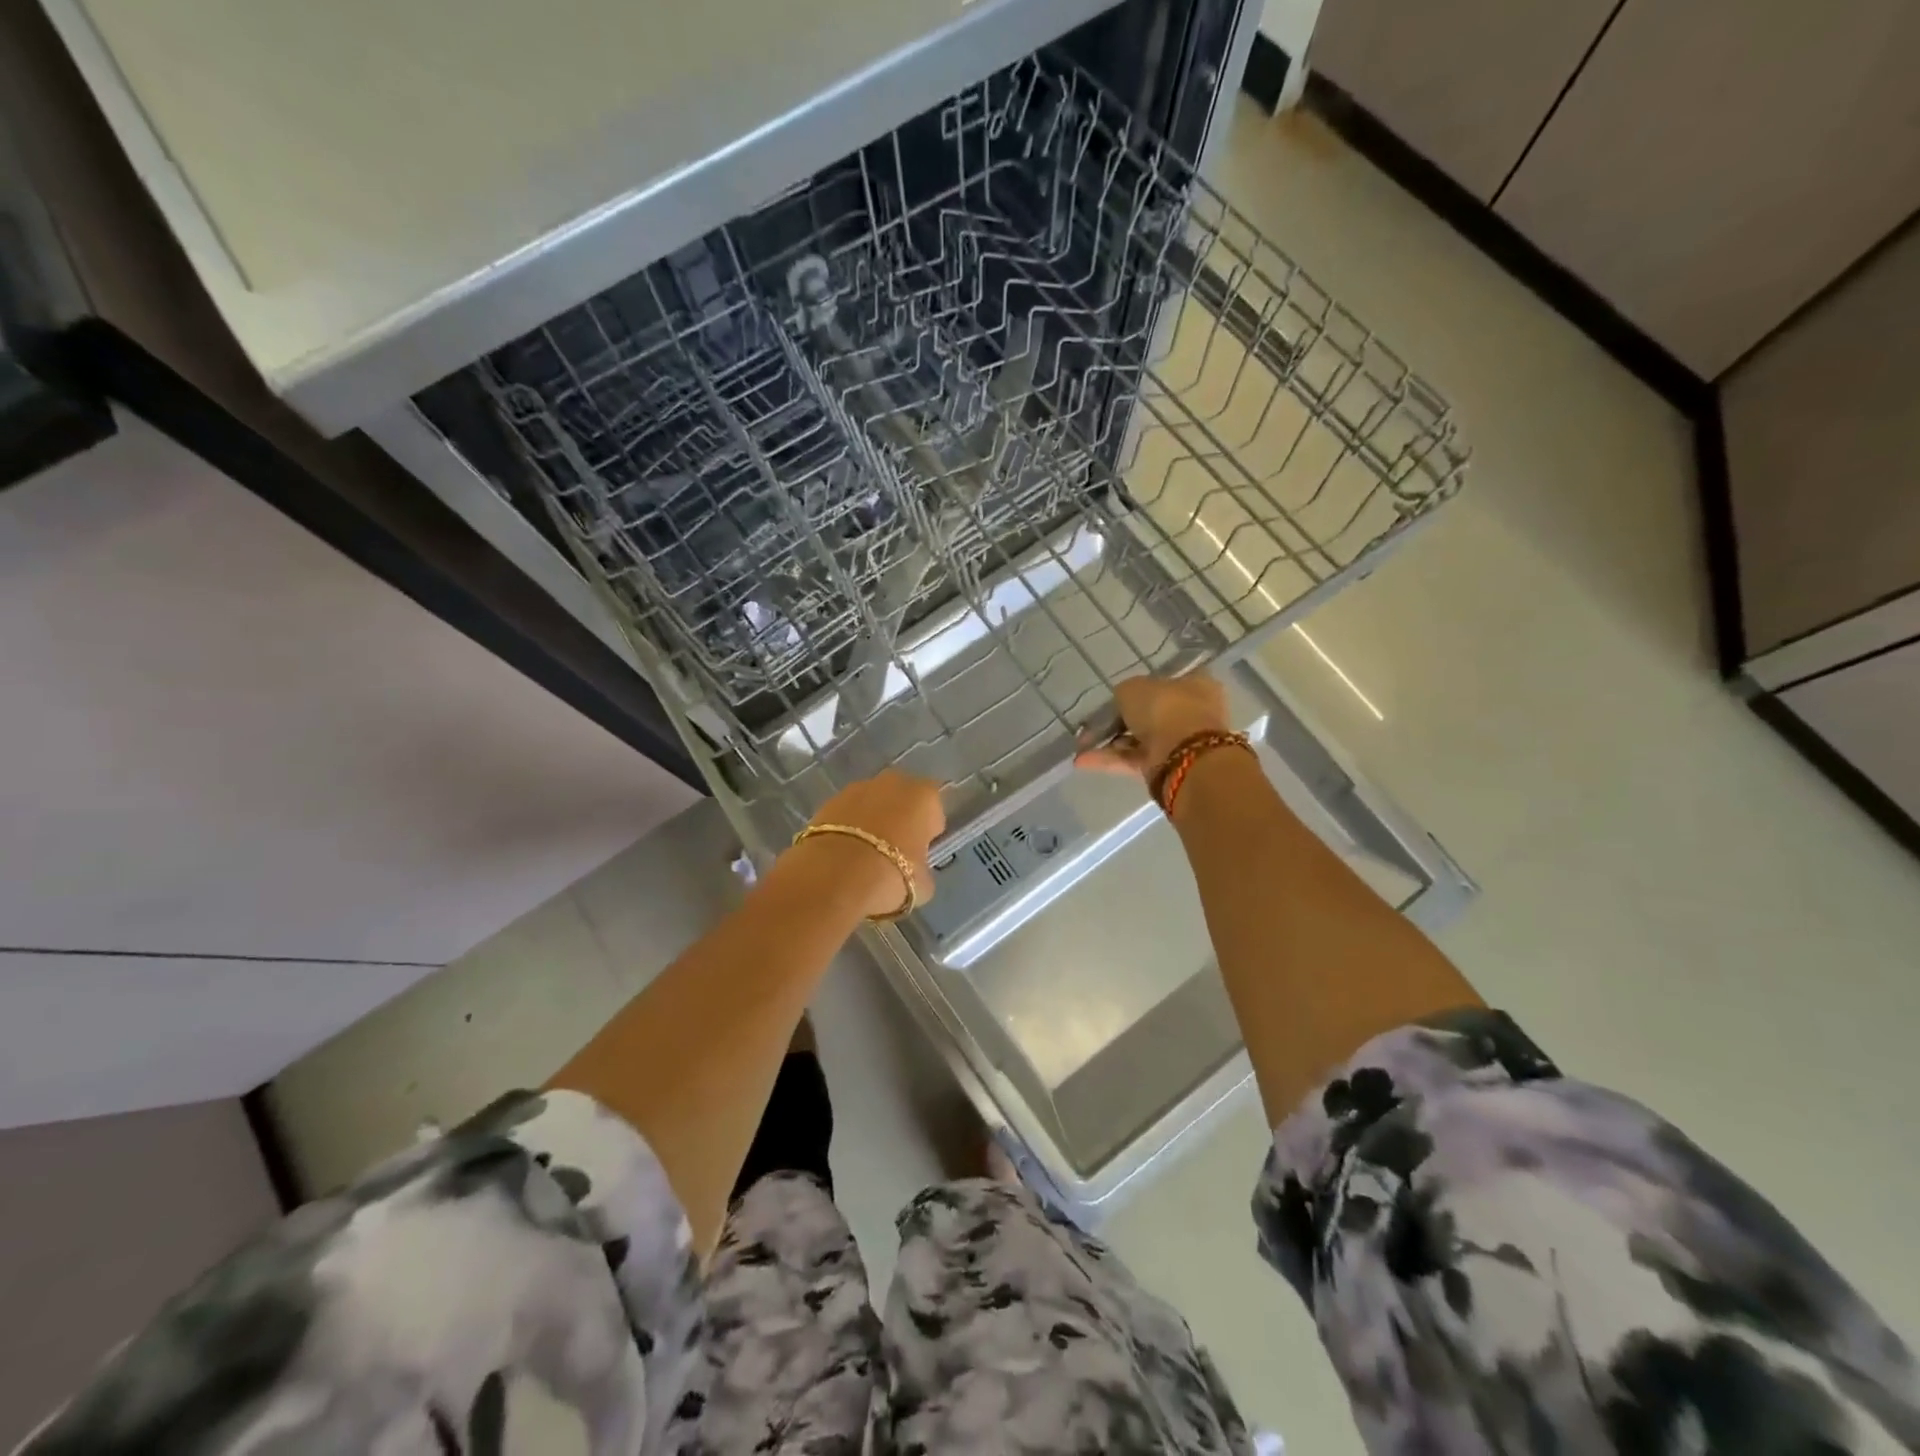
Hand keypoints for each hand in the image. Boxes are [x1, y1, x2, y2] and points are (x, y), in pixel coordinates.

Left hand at [792, 769, 945, 918]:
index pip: (934, 811)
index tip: (919, 853)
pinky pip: (847, 814)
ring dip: (871, 822)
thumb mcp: (923, 884)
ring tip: (863, 856)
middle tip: (893, 852)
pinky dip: (847, 828)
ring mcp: (857, 788)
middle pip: (902, 800)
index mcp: (925, 796)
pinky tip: (843, 854)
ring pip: (872, 804)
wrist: (834, 875)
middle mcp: (893, 783)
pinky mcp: (827, 801)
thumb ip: (922, 868)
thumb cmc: (891, 876)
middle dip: (899, 819)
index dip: (928, 832)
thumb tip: (914, 870)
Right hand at [1076, 673, 1230, 779]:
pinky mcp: (1166, 768)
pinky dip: (1109, 759)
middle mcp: (1191, 712)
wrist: (1184, 755)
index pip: (1164, 682)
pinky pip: (1134, 759)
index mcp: (1195, 684)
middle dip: (1120, 720)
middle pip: (1149, 714)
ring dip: (1110, 742)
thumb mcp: (1133, 688)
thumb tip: (1121, 701)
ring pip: (1139, 739)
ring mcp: (1180, 742)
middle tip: (1092, 723)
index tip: (1114, 697)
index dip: (1138, 689)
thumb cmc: (1164, 709)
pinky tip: (1082, 760)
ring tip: (1081, 744)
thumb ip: (1124, 692)